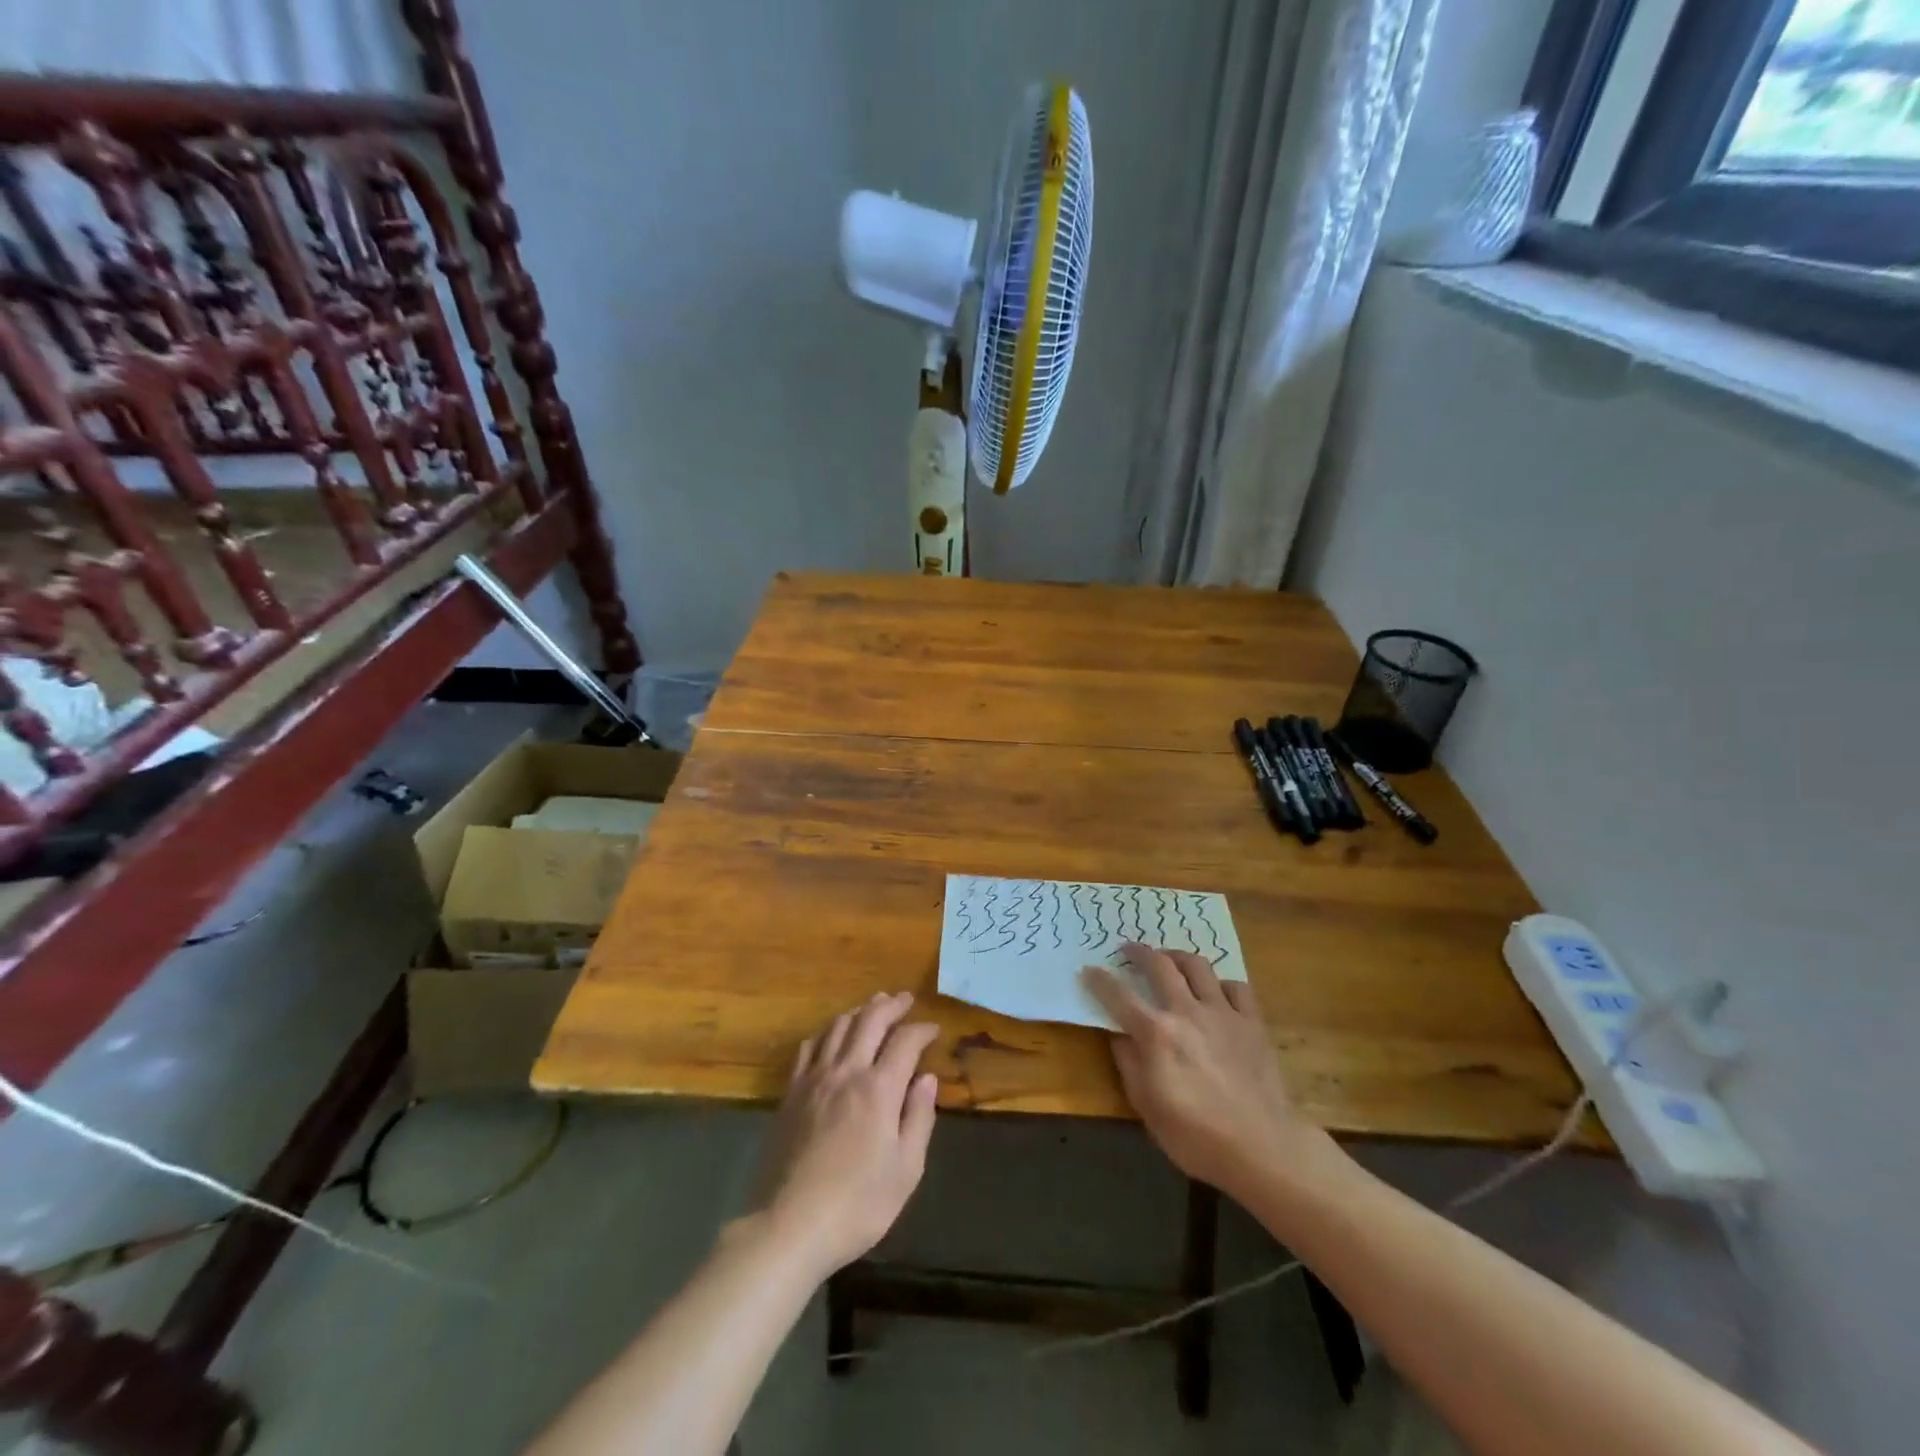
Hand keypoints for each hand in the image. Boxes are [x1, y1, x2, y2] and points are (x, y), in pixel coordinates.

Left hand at [752, 992, 939, 1276]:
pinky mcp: (791, 1092)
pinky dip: (827, 1031)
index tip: (934, 1030)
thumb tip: (927, 1078)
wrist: (788, 1225)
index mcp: (879, 1089)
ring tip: (873, 1007)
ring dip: (860, 1011)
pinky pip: (810, 1046)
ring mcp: (814, 1079)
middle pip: (870, 1020)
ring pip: (838, 1026)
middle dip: (891, 1005)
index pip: (905, 1041)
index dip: (922, 1030)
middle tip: (905, 999)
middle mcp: (846, 1071)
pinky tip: (832, 1036)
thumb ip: (919, 1117)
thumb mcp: (906, 1170)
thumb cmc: (857, 1205)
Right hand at [1083, 944, 1321, 1198]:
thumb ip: (1129, 1064)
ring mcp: (1223, 1012)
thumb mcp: (1147, 1107)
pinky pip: (1236, 987)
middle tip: (1129, 949)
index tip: (1088, 969)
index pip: (1118, 995)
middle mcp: (1186, 1011)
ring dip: (1178, 957)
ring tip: (1170, 959)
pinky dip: (1221, 984)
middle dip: (1139, 952)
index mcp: (1156, 1033)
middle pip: (1159, 965)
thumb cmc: (1197, 1136)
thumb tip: (1118, 1035)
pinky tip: (1216, 993)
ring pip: (1198, 965)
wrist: (1263, 1148)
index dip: (1100, 980)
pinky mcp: (1252, 1022)